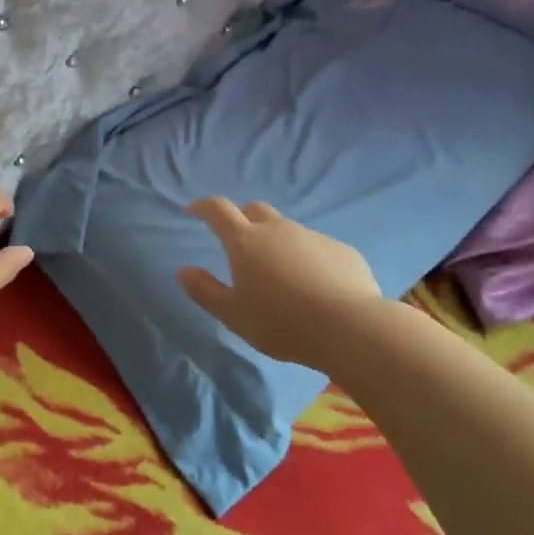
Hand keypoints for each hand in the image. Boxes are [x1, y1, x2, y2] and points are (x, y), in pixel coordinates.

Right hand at [177, 197, 384, 368]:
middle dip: (242, 218)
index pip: (218, 210)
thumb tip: (183, 271)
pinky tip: (313, 286)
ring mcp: (313, 237)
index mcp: (245, 242)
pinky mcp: (342, 251)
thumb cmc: (280, 323)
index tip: (193, 210)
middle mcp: (278, 230)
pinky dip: (306, 259)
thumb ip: (205, 291)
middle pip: (255, 210)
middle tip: (237, 241)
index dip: (203, 207)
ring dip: (276, 242)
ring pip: (288, 230)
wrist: (350, 328)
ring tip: (279, 274)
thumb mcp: (233, 315)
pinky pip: (316, 248)